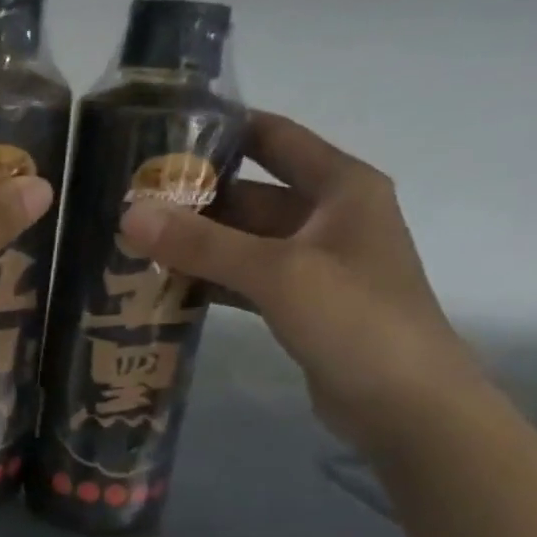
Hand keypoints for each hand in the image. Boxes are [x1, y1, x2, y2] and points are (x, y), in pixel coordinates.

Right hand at [118, 110, 486, 458]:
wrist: (406, 406)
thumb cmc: (355, 320)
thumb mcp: (278, 272)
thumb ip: (202, 243)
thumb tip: (130, 212)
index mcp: (340, 187)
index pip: (274, 138)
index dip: (222, 131)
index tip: (160, 135)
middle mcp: (328, 217)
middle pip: (251, 194)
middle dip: (195, 199)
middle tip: (131, 204)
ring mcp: (314, 264)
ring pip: (244, 242)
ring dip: (197, 245)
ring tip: (135, 245)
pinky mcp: (300, 306)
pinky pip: (246, 281)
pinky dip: (211, 281)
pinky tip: (166, 287)